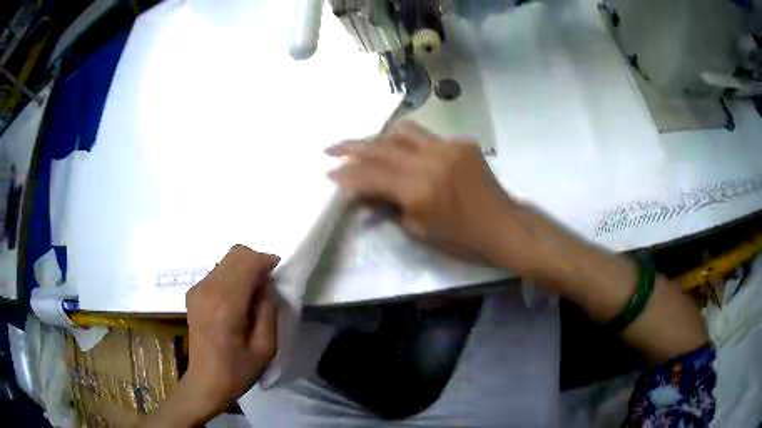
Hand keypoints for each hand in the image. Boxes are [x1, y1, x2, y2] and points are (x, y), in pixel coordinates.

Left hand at [182, 245, 278, 418]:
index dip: (266, 262)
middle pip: (236, 254)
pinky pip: (217, 271)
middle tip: (268, 285)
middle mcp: (208, 290)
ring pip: (226, 260)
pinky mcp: (193, 293)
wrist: (206, 382)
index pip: (248, 263)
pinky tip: (237, 300)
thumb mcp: (266, 347)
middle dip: (256, 261)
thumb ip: (268, 309)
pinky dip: (232, 276)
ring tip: (253, 295)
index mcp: (226, 305)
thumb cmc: (239, 370)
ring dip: (244, 268)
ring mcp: (197, 289)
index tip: (278, 273)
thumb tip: (265, 284)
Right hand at [326, 121, 523, 266]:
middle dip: (351, 148)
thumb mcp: (419, 231)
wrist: (504, 227)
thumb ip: (389, 207)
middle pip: (380, 147)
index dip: (346, 174)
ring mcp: (448, 147)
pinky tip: (408, 155)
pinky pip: (428, 138)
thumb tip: (364, 195)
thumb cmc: (462, 240)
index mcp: (418, 190)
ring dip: (379, 138)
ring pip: (403, 132)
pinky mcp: (462, 143)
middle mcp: (429, 161)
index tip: (328, 173)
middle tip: (331, 149)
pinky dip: (411, 144)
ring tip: (367, 146)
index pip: (371, 176)